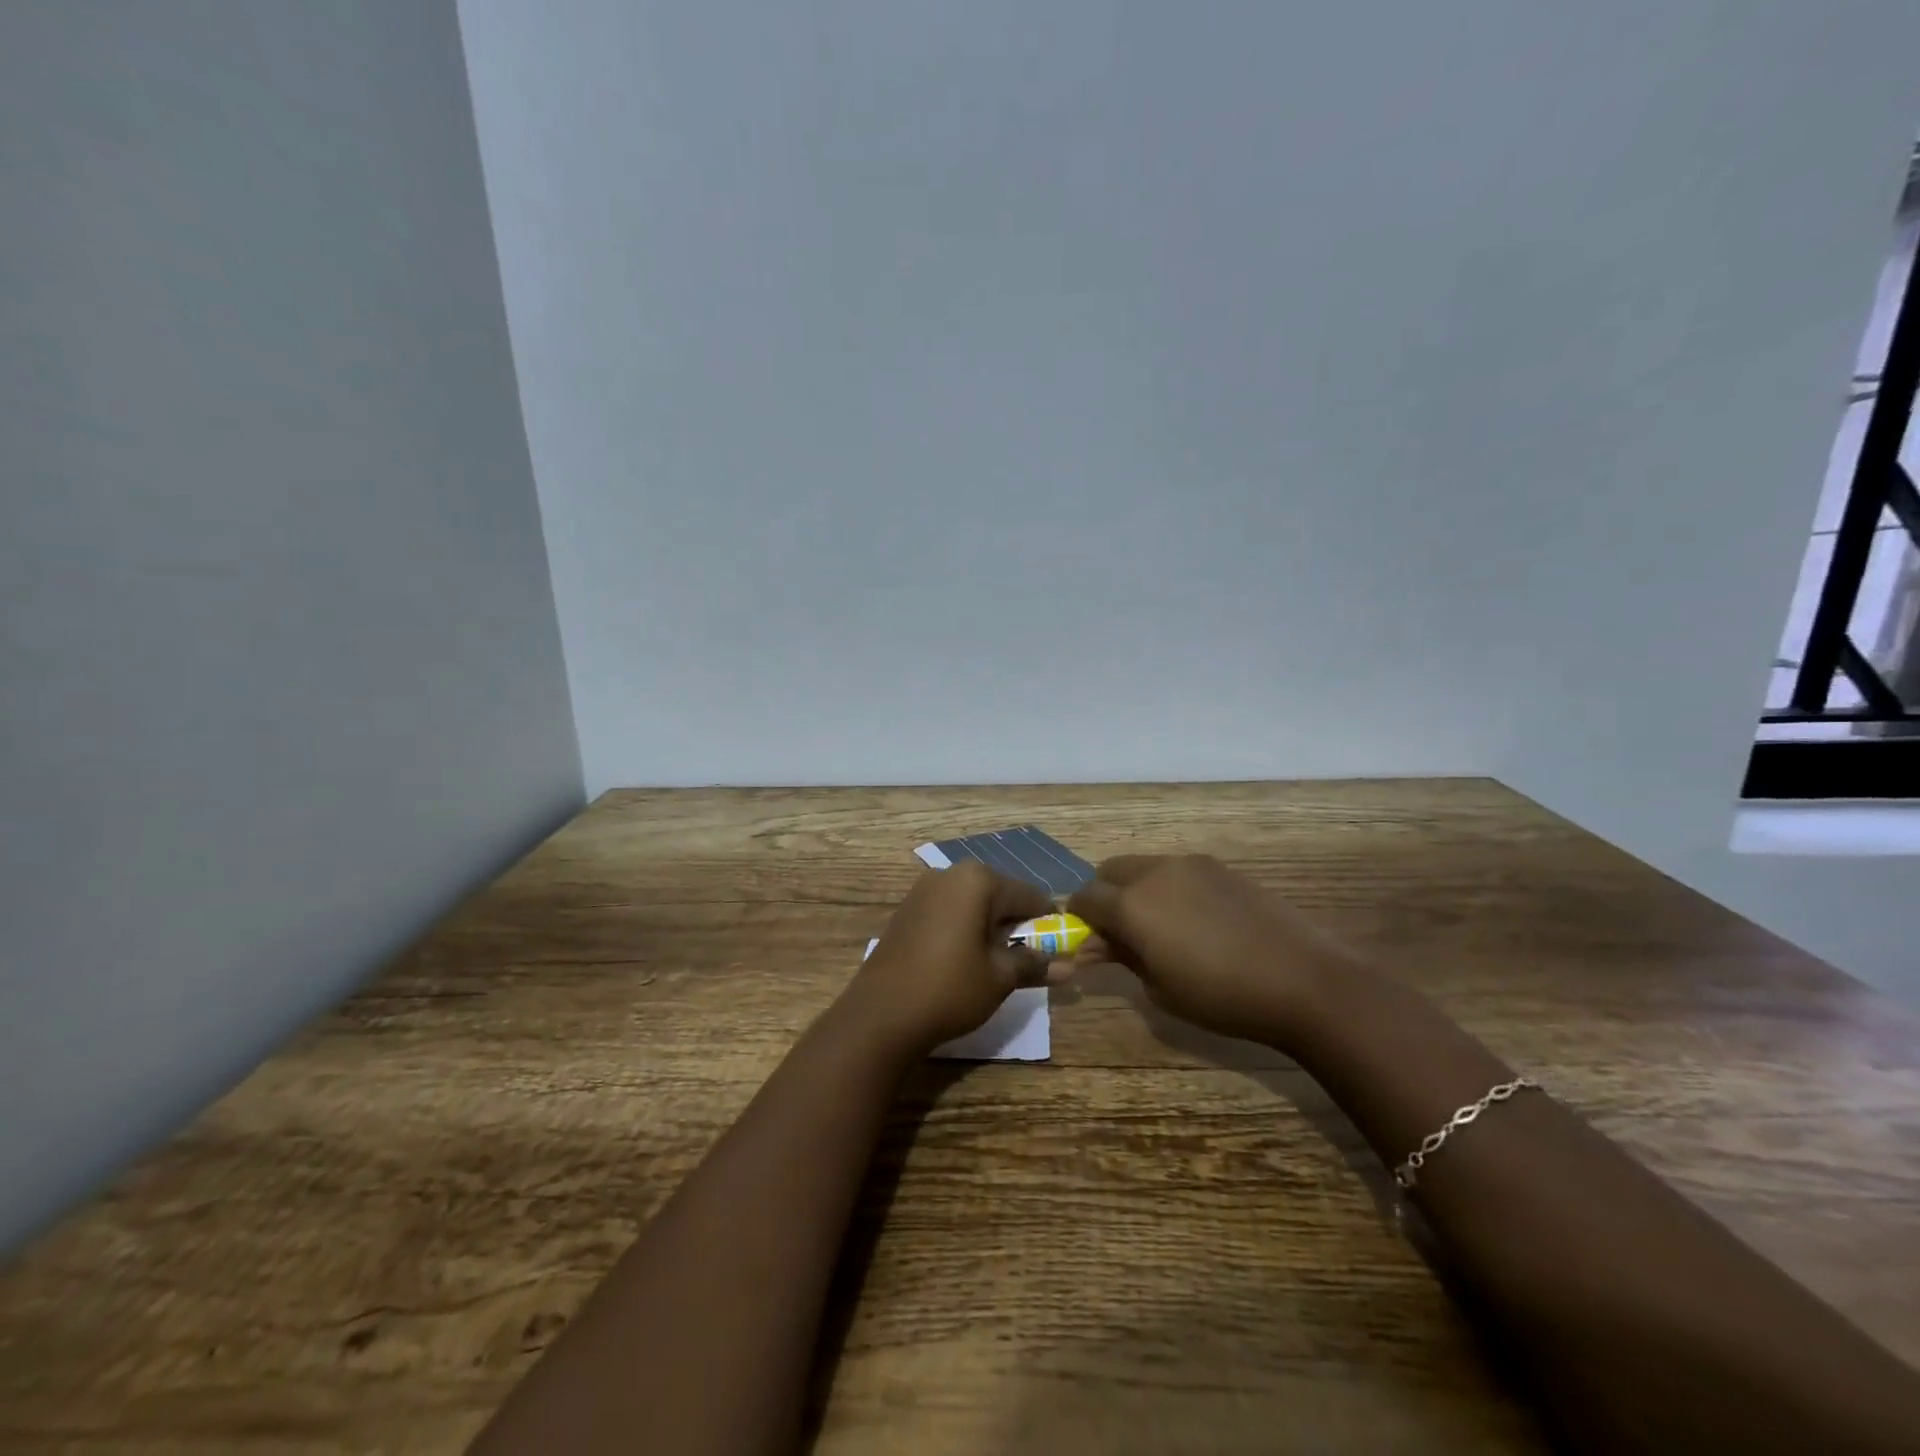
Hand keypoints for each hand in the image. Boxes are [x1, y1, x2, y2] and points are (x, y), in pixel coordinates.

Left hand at [844, 862, 1055, 1053]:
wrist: (880, 1014)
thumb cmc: (949, 989)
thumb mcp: (999, 978)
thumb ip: (1034, 964)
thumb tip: (1069, 967)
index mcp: (978, 880)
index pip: (1030, 895)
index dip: (1049, 922)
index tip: (1059, 947)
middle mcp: (950, 874)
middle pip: (1000, 894)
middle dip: (1017, 923)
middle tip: (1027, 958)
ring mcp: (923, 889)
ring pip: (973, 902)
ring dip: (990, 925)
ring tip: (996, 961)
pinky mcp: (906, 909)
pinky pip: (949, 911)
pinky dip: (964, 928)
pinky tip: (964, 958)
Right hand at [1068, 854, 1361, 1050]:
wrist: (1302, 979)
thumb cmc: (1222, 997)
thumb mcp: (1160, 989)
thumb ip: (1122, 957)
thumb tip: (1095, 946)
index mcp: (1131, 905)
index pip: (1084, 898)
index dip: (1078, 918)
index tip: (1086, 940)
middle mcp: (1154, 873)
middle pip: (1109, 871)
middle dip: (1104, 896)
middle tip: (1119, 931)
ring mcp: (1190, 864)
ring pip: (1144, 866)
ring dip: (1136, 889)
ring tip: (1160, 926)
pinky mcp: (1219, 867)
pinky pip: (1177, 870)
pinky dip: (1168, 887)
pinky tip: (1194, 920)